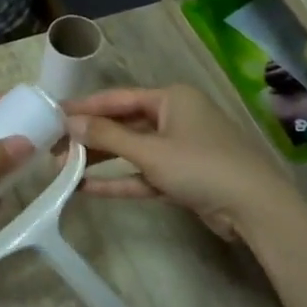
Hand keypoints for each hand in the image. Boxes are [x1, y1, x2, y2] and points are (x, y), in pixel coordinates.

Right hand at [66, 84, 292, 239]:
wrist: (254, 207)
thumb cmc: (201, 166)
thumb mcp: (150, 151)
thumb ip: (107, 137)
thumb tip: (69, 123)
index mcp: (171, 98)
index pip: (118, 98)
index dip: (84, 107)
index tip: (52, 115)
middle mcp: (175, 117)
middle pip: (123, 124)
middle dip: (89, 137)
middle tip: (51, 147)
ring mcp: (179, 148)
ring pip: (131, 150)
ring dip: (100, 160)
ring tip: (61, 168)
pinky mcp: (182, 176)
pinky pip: (143, 173)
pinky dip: (119, 180)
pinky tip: (87, 188)